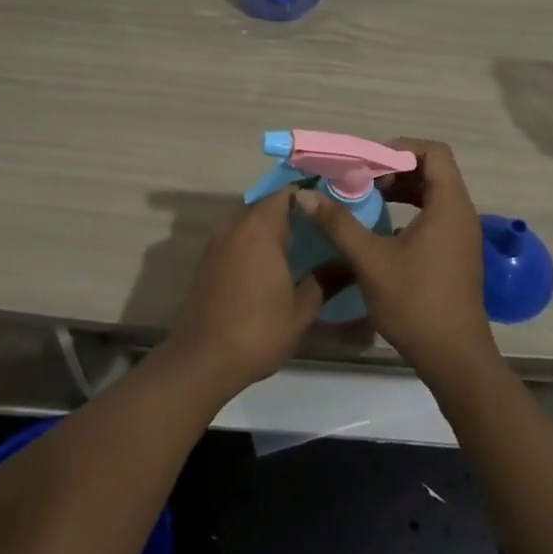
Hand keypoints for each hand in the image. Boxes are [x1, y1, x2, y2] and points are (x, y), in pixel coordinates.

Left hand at [165, 188, 331, 397]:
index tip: (329, 209)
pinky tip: (270, 267)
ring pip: (249, 222)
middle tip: (318, 231)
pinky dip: (253, 244)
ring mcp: (217, 242)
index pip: (286, 193)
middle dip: (291, 213)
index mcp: (260, 228)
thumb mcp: (301, 310)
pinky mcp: (206, 260)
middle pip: (266, 205)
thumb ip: (326, 280)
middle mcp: (235, 225)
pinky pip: (235, 238)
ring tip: (297, 249)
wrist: (202, 359)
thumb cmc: (258, 330)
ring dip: (269, 230)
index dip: (308, 196)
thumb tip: (350, 264)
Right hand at [294, 138, 497, 384]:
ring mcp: (461, 235)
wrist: (454, 359)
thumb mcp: (370, 260)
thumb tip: (305, 196)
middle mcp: (461, 213)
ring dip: (401, 191)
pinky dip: (408, 212)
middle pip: (432, 170)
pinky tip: (381, 230)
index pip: (433, 152)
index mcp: (449, 206)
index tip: (368, 163)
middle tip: (361, 180)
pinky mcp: (455, 254)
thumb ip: (338, 223)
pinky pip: (434, 216)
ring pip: (432, 194)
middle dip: (394, 169)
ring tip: (367, 199)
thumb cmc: (415, 303)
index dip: (400, 149)